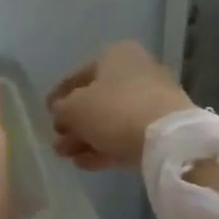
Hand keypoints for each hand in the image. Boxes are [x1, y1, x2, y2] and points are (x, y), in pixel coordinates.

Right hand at [47, 41, 191, 170]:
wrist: (170, 140)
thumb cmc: (114, 110)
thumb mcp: (74, 108)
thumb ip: (61, 109)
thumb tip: (60, 113)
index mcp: (115, 55)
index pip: (78, 75)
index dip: (58, 96)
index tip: (47, 114)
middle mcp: (136, 71)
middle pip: (96, 99)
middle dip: (74, 123)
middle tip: (58, 140)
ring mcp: (153, 100)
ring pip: (111, 120)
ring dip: (87, 138)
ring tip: (67, 157)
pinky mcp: (164, 128)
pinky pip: (128, 135)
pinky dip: (106, 147)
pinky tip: (87, 163)